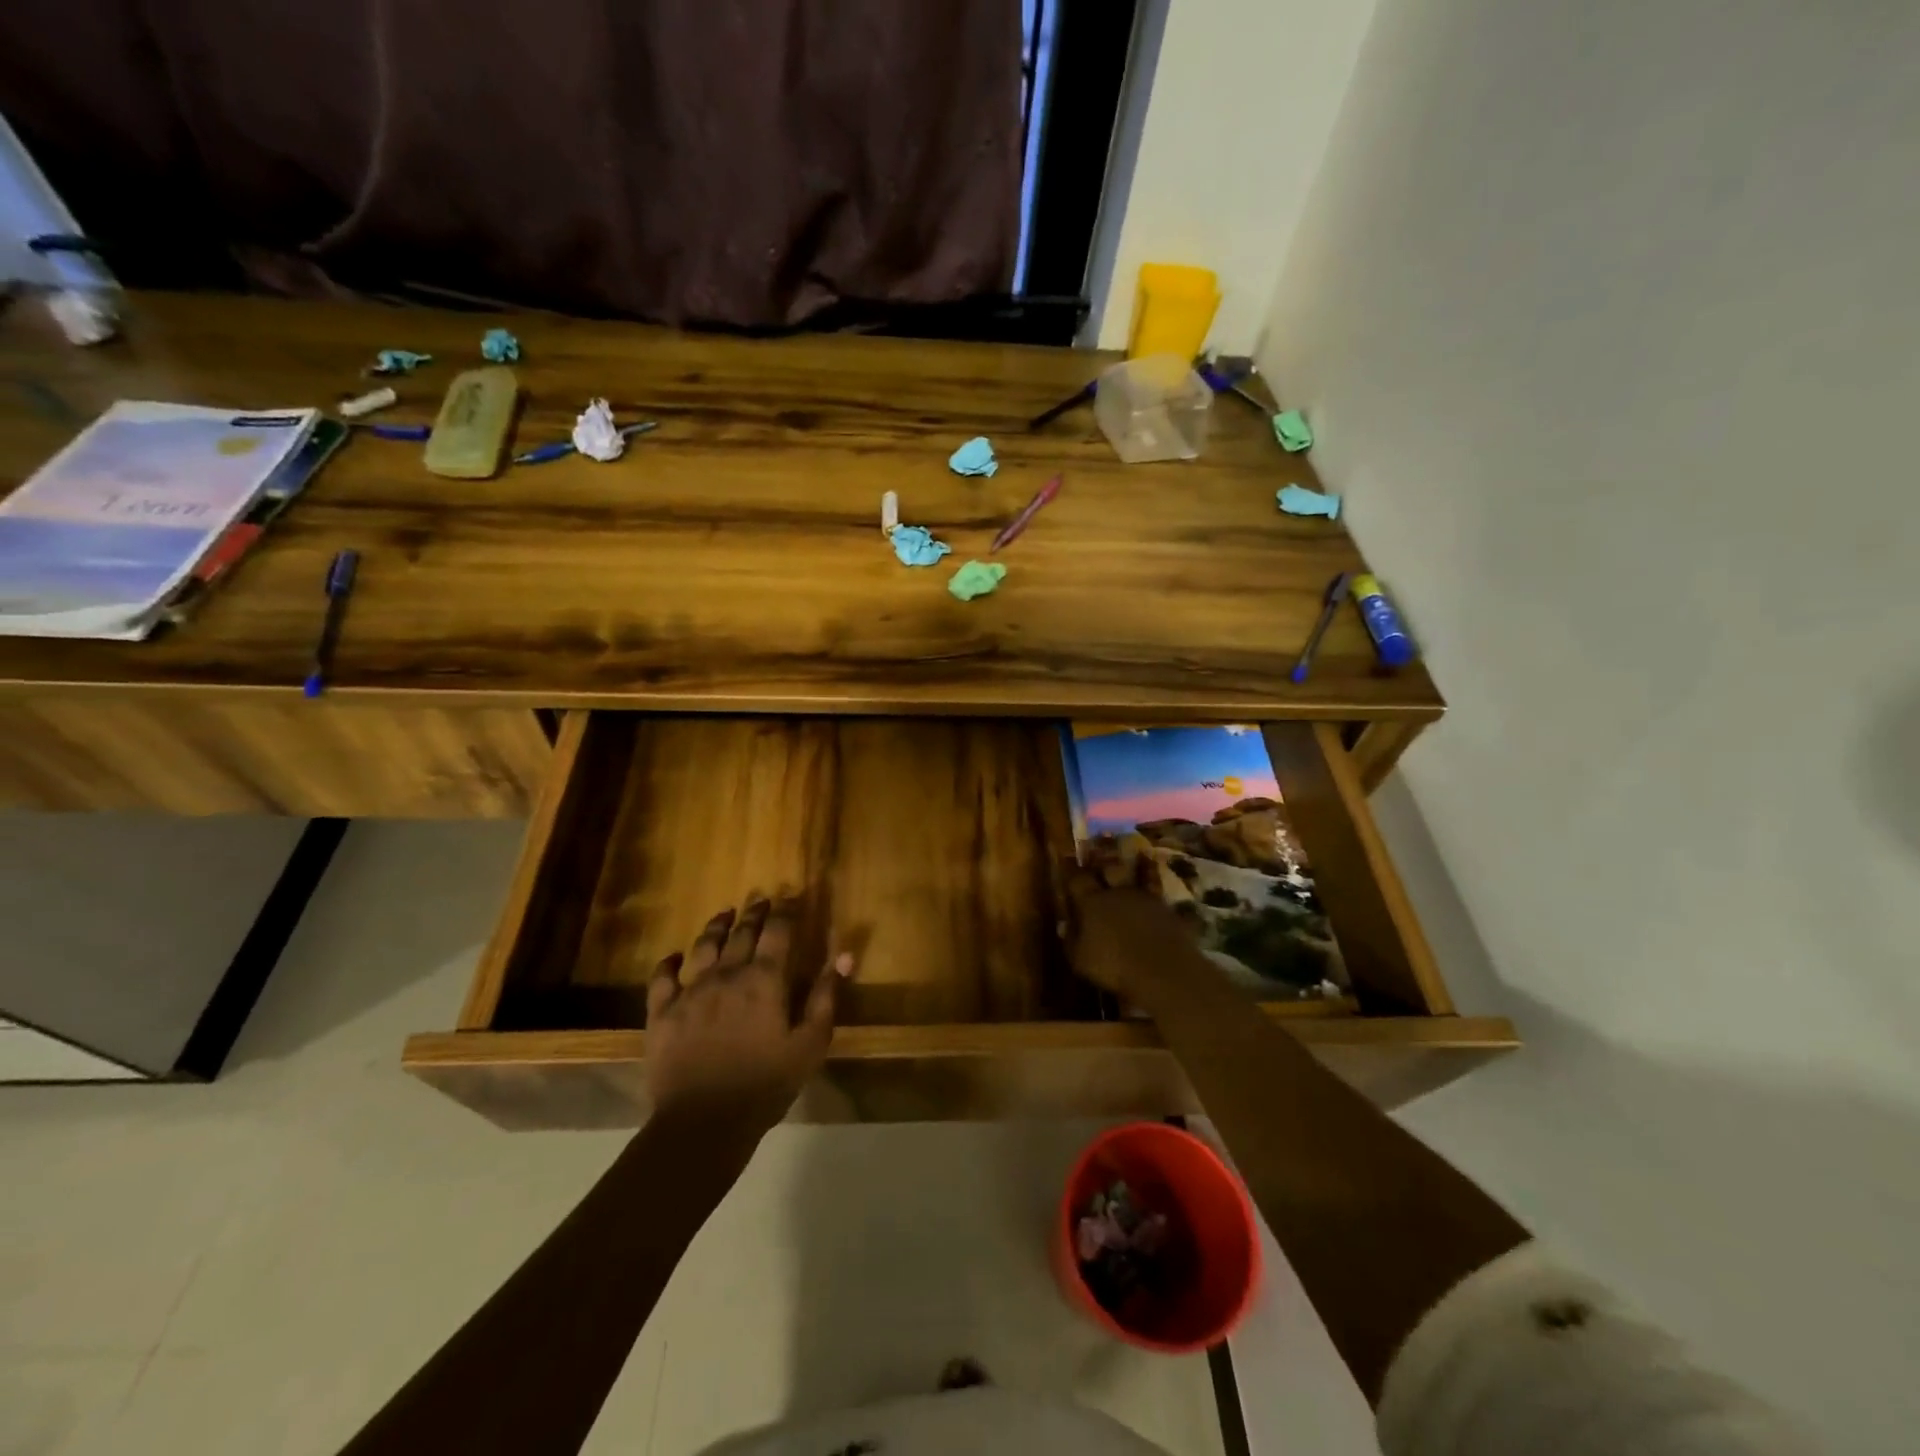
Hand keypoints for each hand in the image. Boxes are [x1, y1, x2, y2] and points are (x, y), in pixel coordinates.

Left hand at [645, 898, 853, 1133]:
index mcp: (764, 979)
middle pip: (742, 932)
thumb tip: (844, 955)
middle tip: (761, 899)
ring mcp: (690, 991)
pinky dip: (669, 963)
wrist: (703, 1123)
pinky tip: (674, 957)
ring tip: (725, 914)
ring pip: (703, 945)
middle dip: (754, 912)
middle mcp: (727, 974)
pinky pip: (662, 977)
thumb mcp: (810, 1044)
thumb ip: (826, 996)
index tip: (791, 896)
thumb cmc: (765, 1084)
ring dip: (716, 926)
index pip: (778, 931)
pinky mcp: (662, 1013)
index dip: (786, 910)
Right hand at [1065, 846, 1219, 1011]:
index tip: (1066, 853)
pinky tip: (1158, 872)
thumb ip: (1071, 939)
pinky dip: (1156, 877)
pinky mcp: (1167, 909)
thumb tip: (1064, 924)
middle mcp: (1117, 893)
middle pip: (1108, 868)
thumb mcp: (1080, 959)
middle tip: (1100, 838)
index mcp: (1091, 903)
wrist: (1163, 969)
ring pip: (1138, 873)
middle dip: (1102, 854)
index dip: (1070, 867)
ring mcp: (1144, 898)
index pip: (1077, 879)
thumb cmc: (1113, 966)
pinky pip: (1158, 887)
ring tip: (1138, 850)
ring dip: (1136, 862)